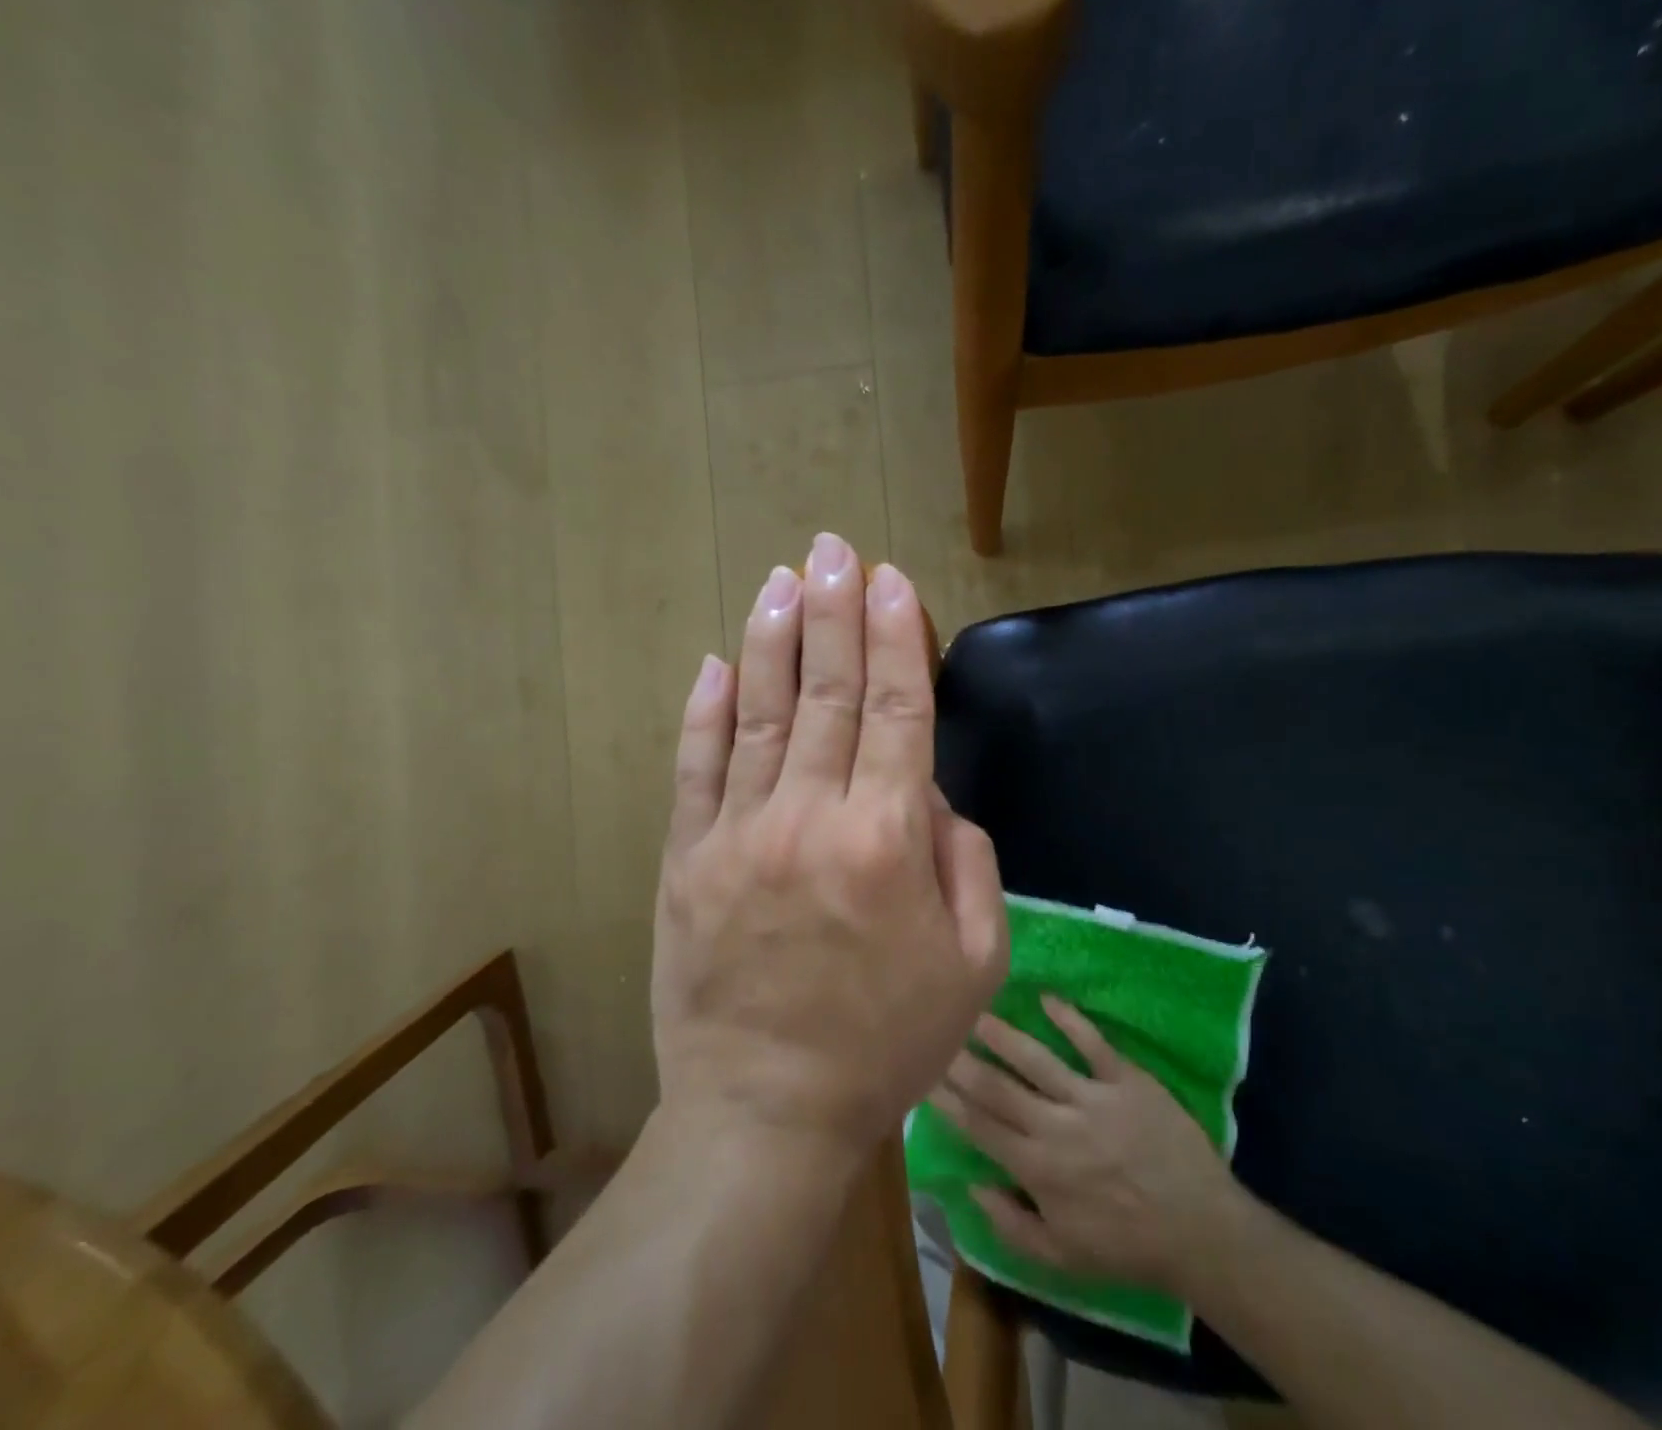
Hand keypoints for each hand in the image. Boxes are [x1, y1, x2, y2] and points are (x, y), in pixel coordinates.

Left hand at [652, 534, 1009, 1167]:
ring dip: (772, 640)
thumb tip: (931, 793)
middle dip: (835, 612)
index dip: (897, 638)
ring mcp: (738, 835)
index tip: (890, 580)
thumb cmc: (887, 1043)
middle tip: (833, 548)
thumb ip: (967, 861)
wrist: (766, 1112)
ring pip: (757, 715)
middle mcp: (812, 818)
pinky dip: (703, 712)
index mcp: (888, 840)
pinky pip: (695, 769)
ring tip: (781, 580)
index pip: (899, 710)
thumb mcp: (975, 962)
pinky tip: (713, 662)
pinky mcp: (686, 861)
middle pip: (829, 693)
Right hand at [930, 998, 1240, 1294]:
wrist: (1201, 1231)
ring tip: (976, 1010)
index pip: (981, 1126)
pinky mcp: (1126, 1080)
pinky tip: (1046, 998)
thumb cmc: (1127, 1246)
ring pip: (1036, 1059)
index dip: (948, 1099)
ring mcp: (1093, 1098)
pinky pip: (1093, 1043)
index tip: (924, 1074)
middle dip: (963, 1059)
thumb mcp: (1062, 1258)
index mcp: (1039, 1170)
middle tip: (937, 1030)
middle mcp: (1057, 1127)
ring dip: (1003, 1034)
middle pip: (999, 1086)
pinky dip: (1070, 1019)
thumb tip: (971, 1183)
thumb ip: (1010, 1225)